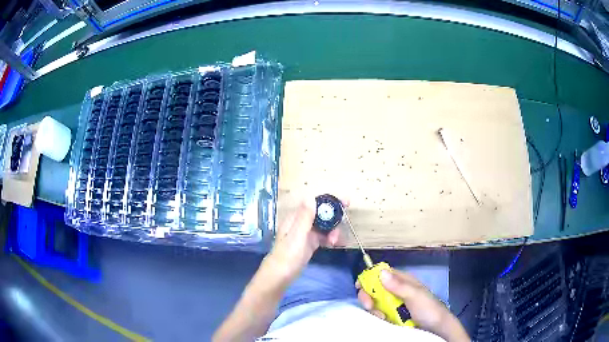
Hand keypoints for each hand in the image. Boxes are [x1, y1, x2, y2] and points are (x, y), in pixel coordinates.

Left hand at [266, 198, 340, 283]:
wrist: (281, 275)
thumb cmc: (288, 254)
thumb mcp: (298, 234)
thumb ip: (305, 216)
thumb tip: (310, 196)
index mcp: (296, 217)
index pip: (315, 204)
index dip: (330, 202)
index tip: (346, 202)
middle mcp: (301, 223)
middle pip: (322, 215)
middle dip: (334, 219)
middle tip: (344, 225)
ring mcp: (306, 234)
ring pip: (324, 227)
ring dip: (333, 231)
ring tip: (336, 241)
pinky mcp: (310, 244)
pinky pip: (323, 237)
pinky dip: (330, 239)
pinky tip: (335, 244)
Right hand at [356, 269, 468, 340]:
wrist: (436, 328)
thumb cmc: (428, 308)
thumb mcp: (415, 295)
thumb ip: (399, 285)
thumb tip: (381, 272)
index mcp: (402, 281)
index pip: (382, 274)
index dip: (369, 278)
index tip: (359, 286)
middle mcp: (396, 291)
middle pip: (374, 289)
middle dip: (369, 297)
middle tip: (369, 305)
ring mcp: (393, 304)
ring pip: (375, 303)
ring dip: (374, 309)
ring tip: (383, 316)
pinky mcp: (391, 316)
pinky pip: (378, 314)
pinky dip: (378, 317)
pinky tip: (384, 320)